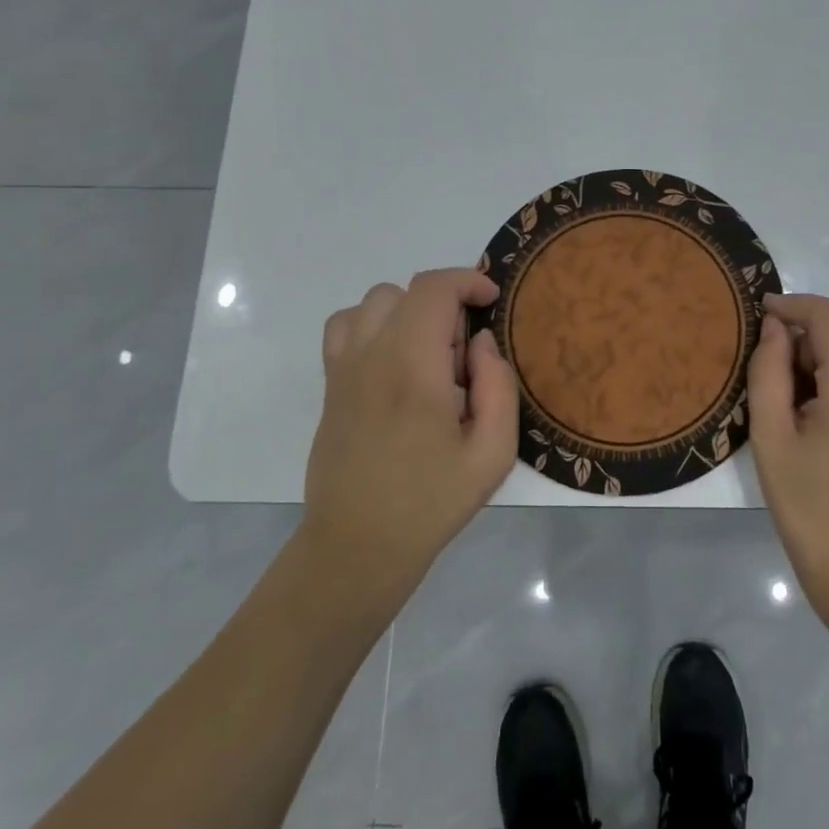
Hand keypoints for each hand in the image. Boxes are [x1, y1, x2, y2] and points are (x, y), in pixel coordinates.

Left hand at [302, 268, 517, 611]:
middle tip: (464, 354)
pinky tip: (394, 360)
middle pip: (406, 291)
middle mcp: (371, 355)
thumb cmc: (430, 502)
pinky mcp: (330, 386)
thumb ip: (498, 386)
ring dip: (409, 311)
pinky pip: (345, 326)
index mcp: (412, 367)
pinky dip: (373, 324)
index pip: (434, 289)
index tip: (492, 301)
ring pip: (373, 302)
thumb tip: (481, 342)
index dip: (468, 281)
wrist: (356, 547)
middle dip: (445, 304)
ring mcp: (342, 368)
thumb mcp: (492, 454)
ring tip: (429, 355)